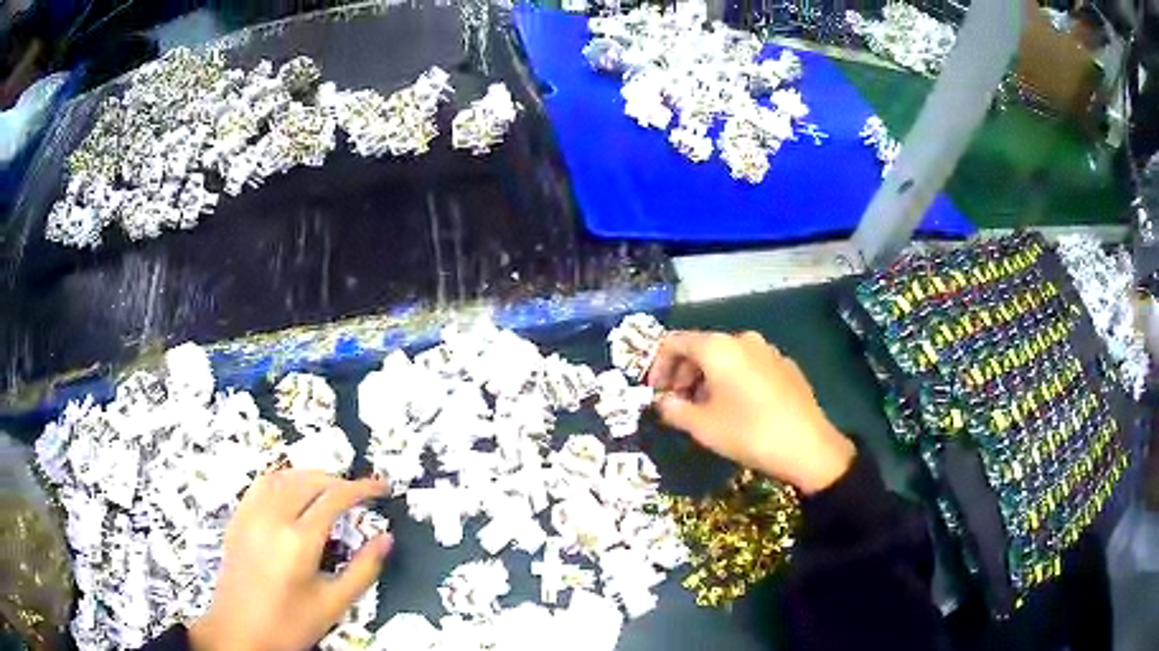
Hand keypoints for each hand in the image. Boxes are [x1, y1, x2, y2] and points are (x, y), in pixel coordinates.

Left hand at [189, 471, 392, 650]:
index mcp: (298, 540)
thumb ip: (363, 569)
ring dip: (311, 476)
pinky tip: (292, 492)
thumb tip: (387, 539)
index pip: (334, 498)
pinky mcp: (238, 518)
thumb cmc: (290, 624)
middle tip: (359, 494)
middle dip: (338, 481)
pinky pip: (262, 484)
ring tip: (330, 489)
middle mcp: (272, 517)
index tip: (382, 488)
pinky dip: (283, 479)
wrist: (240, 632)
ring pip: (283, 476)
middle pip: (309, 480)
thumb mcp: (334, 604)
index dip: (362, 488)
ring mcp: (250, 514)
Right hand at [648, 330, 854, 494]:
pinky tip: (737, 408)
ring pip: (725, 357)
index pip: (674, 342)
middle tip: (676, 404)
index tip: (654, 394)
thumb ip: (673, 409)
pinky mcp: (785, 365)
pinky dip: (732, 380)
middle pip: (700, 347)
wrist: (808, 446)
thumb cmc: (748, 433)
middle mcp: (742, 339)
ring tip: (704, 409)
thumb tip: (662, 402)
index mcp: (718, 347)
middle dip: (682, 373)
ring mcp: (767, 350)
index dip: (657, 366)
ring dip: (706, 378)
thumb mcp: (702, 427)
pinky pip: (748, 365)